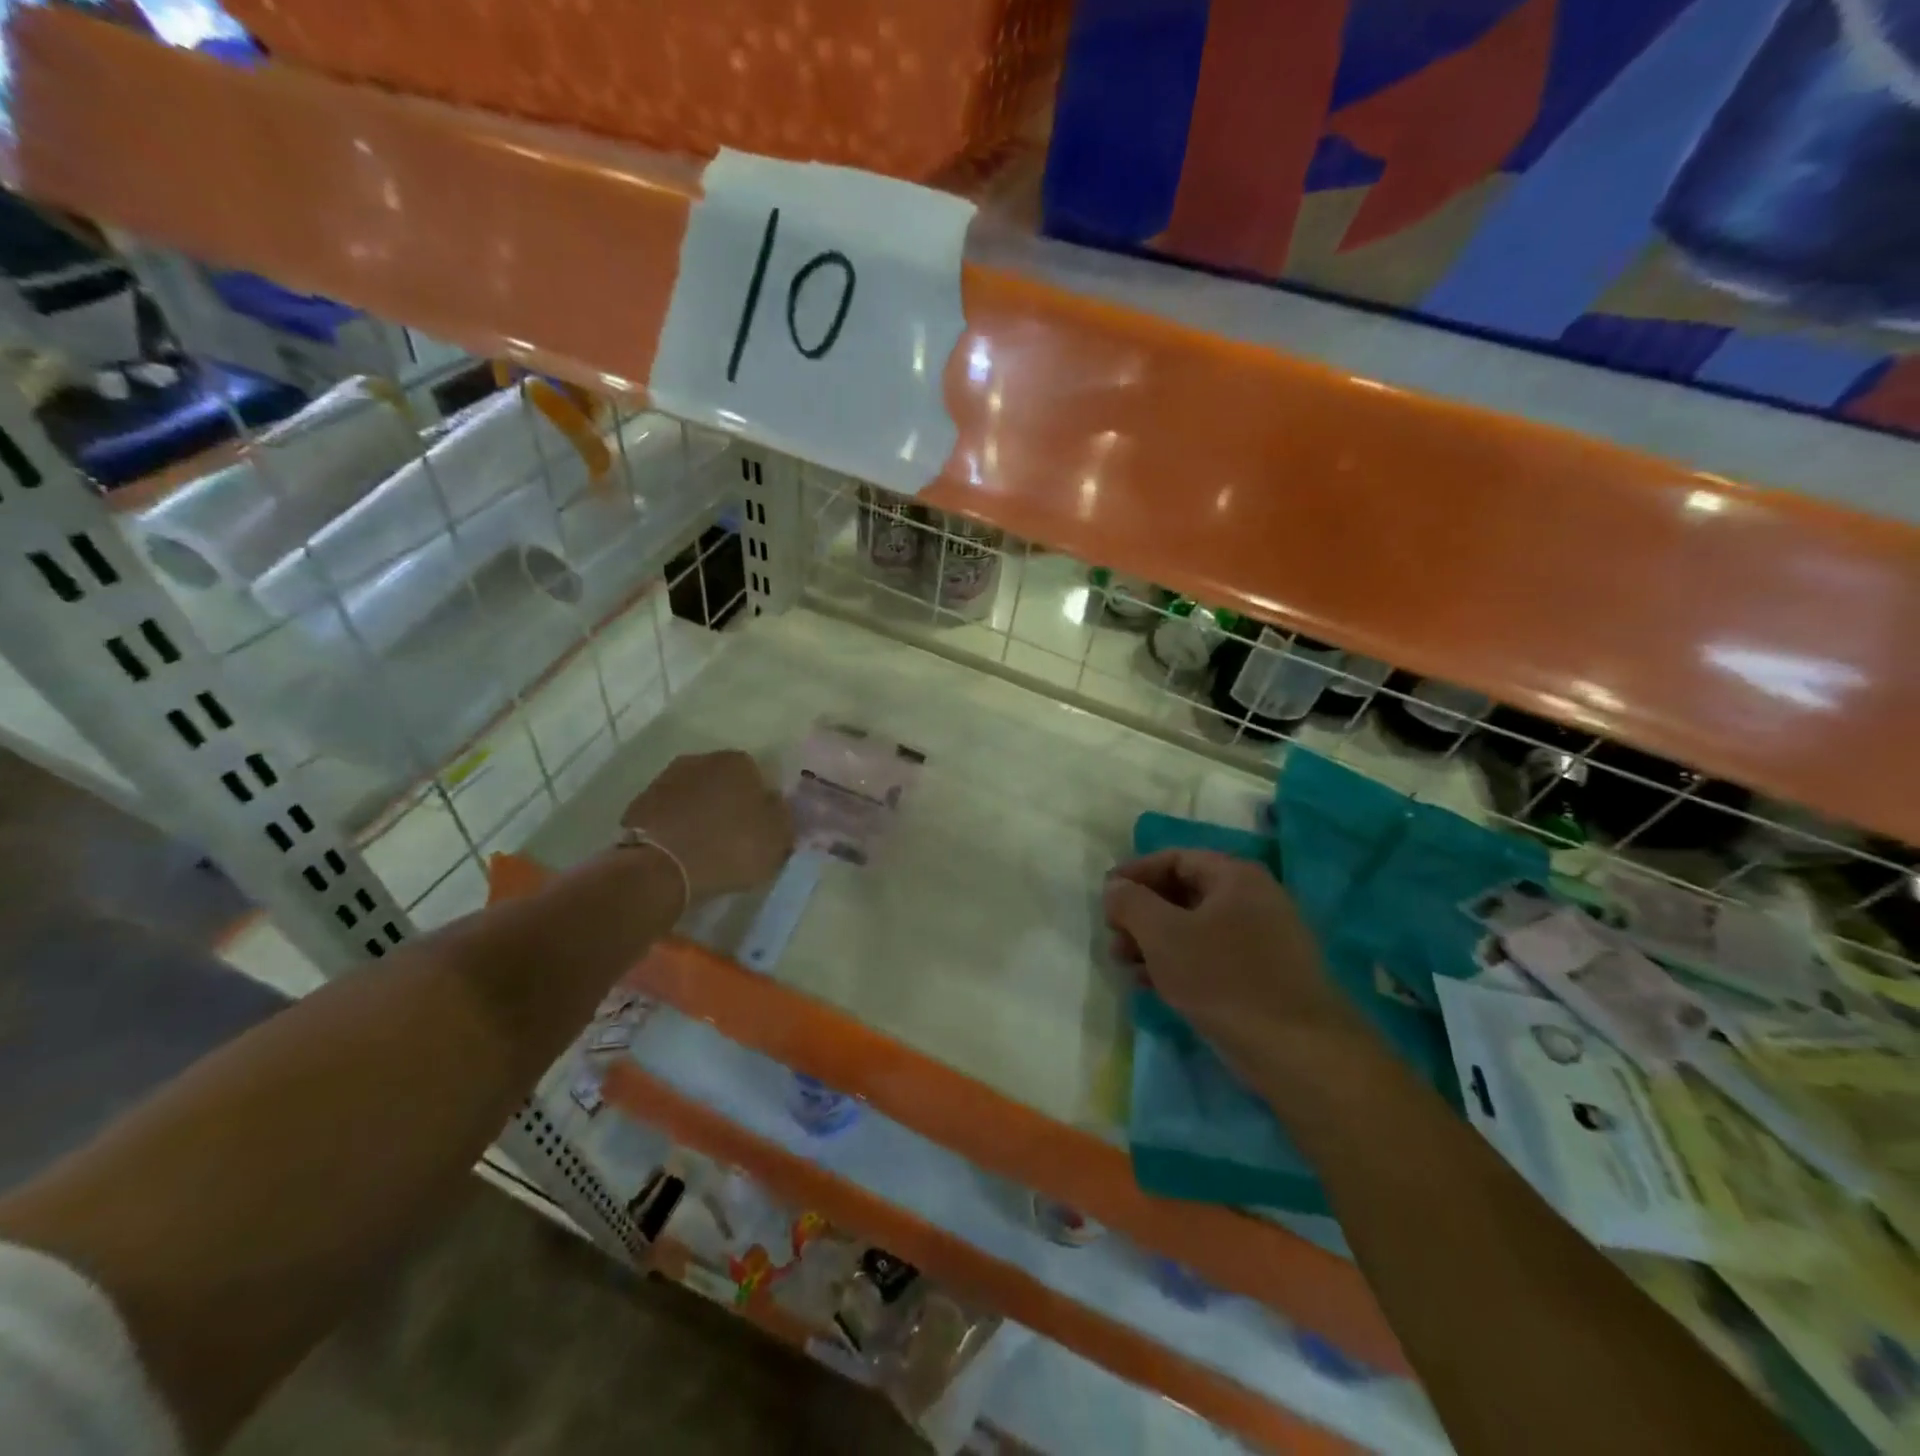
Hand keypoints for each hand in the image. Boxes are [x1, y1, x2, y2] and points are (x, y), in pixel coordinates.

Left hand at [622, 751, 792, 902]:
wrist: (660, 869)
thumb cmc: (730, 848)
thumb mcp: (777, 838)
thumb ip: (784, 817)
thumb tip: (778, 806)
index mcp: (738, 762)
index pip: (758, 776)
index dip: (761, 803)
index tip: (761, 828)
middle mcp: (701, 760)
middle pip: (724, 783)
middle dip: (729, 804)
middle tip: (735, 838)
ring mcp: (665, 780)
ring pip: (694, 796)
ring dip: (701, 815)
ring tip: (706, 849)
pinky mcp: (639, 804)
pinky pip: (669, 814)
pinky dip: (677, 828)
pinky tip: (681, 852)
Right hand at [1104, 849, 1370, 1081]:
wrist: (1297, 1051)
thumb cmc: (1223, 978)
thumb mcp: (1163, 934)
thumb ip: (1131, 903)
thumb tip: (1115, 887)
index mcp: (1235, 877)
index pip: (1175, 859)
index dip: (1135, 873)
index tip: (1105, 896)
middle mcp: (1254, 899)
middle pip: (1184, 893)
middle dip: (1142, 913)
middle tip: (1113, 936)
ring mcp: (1264, 939)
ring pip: (1196, 928)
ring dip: (1155, 941)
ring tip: (1125, 964)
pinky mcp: (1265, 976)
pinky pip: (1212, 956)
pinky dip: (1179, 963)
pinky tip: (1152, 985)